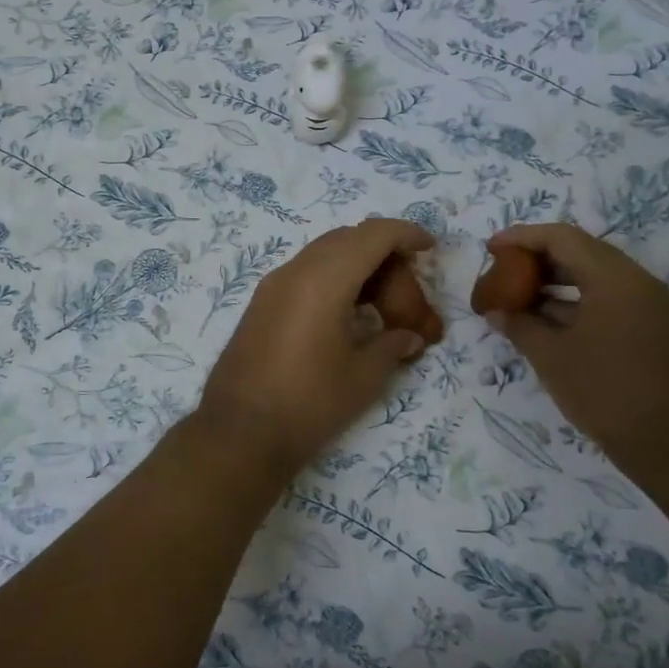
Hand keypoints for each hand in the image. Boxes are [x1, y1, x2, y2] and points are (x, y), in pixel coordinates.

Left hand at [197, 218, 435, 476]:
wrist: (239, 433)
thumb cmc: (309, 403)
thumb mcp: (363, 376)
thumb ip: (392, 346)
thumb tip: (410, 336)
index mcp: (324, 280)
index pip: (372, 235)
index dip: (405, 234)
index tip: (429, 247)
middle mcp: (295, 271)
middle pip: (347, 239)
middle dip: (383, 252)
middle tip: (408, 285)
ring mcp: (273, 286)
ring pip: (324, 254)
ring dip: (357, 265)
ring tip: (382, 301)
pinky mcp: (262, 304)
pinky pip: (305, 273)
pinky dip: (334, 279)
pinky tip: (348, 312)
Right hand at [483, 224, 668, 470]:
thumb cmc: (608, 393)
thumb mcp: (553, 358)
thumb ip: (520, 326)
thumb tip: (496, 311)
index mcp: (613, 278)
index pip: (562, 238)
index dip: (522, 237)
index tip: (491, 248)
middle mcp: (635, 281)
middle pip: (579, 252)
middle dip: (537, 259)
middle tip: (501, 272)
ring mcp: (646, 305)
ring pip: (593, 277)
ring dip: (554, 283)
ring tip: (515, 298)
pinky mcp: (649, 328)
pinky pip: (605, 299)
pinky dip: (573, 303)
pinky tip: (543, 322)